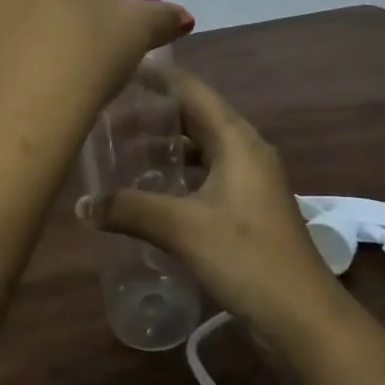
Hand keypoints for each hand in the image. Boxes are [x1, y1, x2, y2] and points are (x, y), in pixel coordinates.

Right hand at [89, 64, 340, 333]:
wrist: (302, 316)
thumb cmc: (245, 256)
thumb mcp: (182, 228)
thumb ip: (129, 210)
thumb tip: (82, 205)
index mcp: (236, 139)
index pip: (192, 90)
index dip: (158, 77)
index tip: (121, 67)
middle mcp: (246, 150)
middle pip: (196, 116)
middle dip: (154, 114)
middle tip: (110, 115)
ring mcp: (251, 179)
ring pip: (202, 147)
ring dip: (167, 146)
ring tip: (125, 150)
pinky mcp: (250, 207)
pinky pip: (208, 173)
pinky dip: (180, 173)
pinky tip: (154, 190)